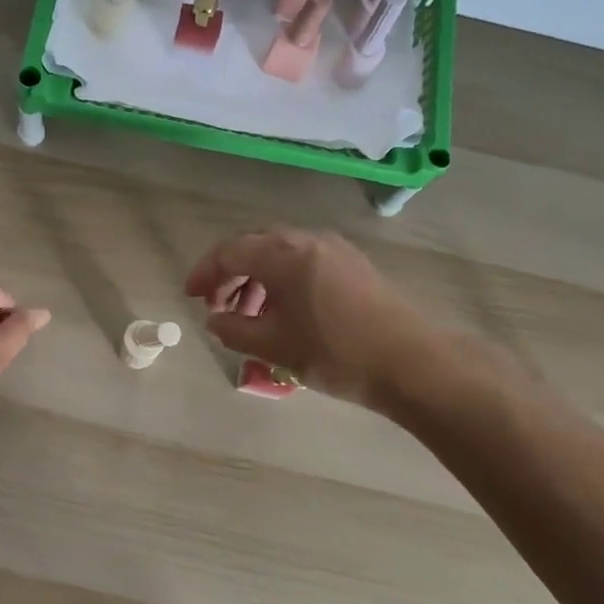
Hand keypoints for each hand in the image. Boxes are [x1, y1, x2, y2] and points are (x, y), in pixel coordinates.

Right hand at [184, 227, 423, 404]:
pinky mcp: (353, 264)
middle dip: (230, 273)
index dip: (204, 272)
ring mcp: (334, 249)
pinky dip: (282, 279)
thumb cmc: (335, 353)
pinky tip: (284, 312)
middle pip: (254, 246)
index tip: (191, 296)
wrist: (411, 363)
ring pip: (280, 253)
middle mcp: (307, 240)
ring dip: (257, 278)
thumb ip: (234, 330)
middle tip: (217, 305)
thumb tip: (216, 320)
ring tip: (249, 315)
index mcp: (283, 254)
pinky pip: (304, 261)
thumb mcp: (274, 346)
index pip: (229, 251)